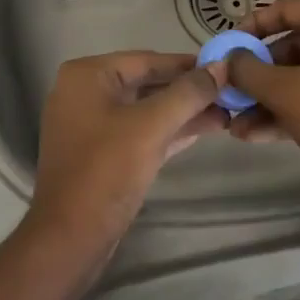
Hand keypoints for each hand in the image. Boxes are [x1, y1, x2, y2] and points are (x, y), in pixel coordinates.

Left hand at [26, 51, 226, 259]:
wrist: (69, 240)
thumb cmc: (106, 171)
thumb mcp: (152, 126)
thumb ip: (188, 93)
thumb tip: (222, 65)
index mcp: (88, 75)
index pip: (147, 60)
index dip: (188, 64)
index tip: (224, 66)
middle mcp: (85, 91)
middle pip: (147, 83)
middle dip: (188, 91)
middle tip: (229, 92)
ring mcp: (90, 123)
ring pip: (145, 109)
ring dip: (183, 112)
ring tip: (226, 113)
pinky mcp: (100, 152)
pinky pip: (139, 130)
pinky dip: (168, 130)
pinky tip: (204, 129)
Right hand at [227, 0, 299, 178]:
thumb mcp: (284, 91)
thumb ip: (248, 70)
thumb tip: (228, 59)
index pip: (285, 9)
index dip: (250, 27)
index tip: (226, 49)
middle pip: (291, 46)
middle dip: (256, 75)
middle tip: (229, 93)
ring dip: (268, 99)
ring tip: (236, 125)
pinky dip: (291, 110)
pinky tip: (257, 135)